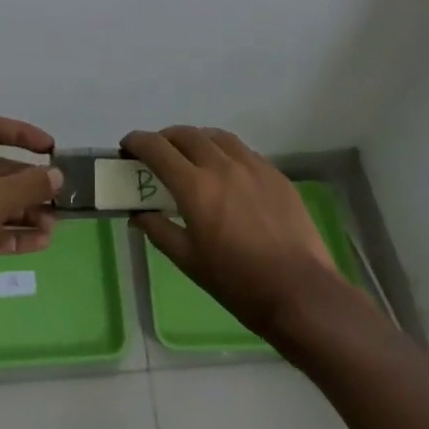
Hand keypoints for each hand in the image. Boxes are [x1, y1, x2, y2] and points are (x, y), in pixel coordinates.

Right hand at [122, 127, 352, 341]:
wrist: (301, 293)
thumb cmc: (238, 283)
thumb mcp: (189, 262)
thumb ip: (159, 230)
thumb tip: (138, 214)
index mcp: (195, 187)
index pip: (157, 148)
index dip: (137, 142)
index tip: (127, 147)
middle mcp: (221, 165)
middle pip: (185, 134)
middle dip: (165, 138)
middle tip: (157, 154)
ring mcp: (252, 165)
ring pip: (216, 136)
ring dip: (196, 140)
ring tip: (191, 156)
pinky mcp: (275, 173)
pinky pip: (242, 150)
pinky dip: (224, 152)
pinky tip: (226, 172)